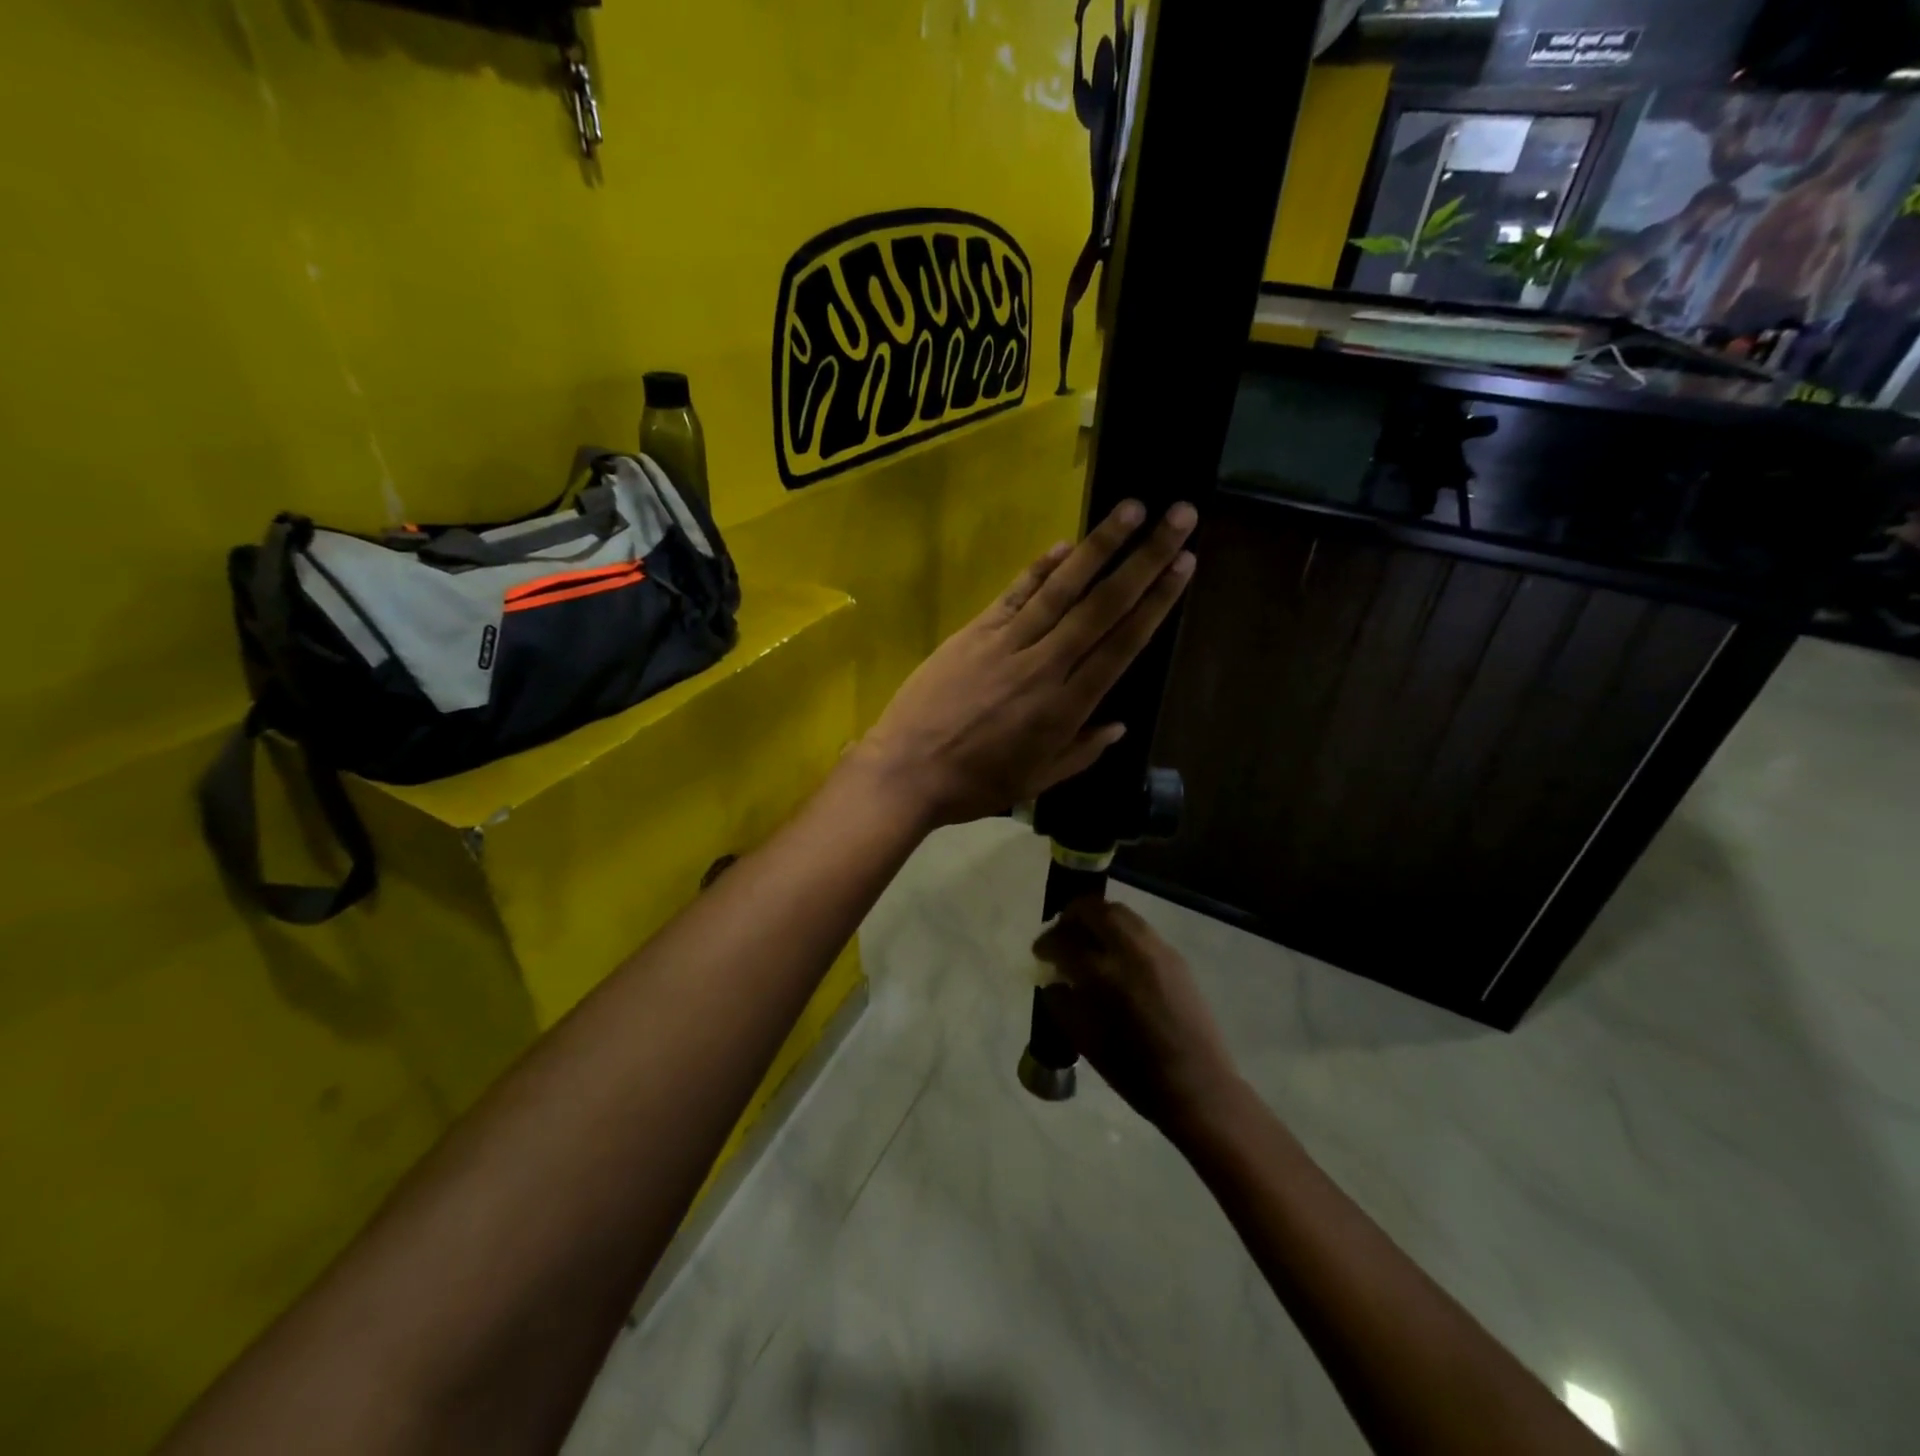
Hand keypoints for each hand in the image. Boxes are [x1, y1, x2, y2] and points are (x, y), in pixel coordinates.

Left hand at [852, 499, 1196, 828]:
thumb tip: (1118, 725)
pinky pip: (1014, 594)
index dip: (1156, 603)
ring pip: (1062, 589)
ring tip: (1132, 509)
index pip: (1122, 645)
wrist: (907, 770)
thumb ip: (1081, 752)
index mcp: (1067, 707)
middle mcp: (1045, 666)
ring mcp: (1007, 644)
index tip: (1184, 566)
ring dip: (1099, 547)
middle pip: (1103, 605)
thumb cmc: (975, 784)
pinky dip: (1040, 568)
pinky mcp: (974, 632)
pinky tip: (1065, 543)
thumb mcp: (1037, 781)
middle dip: (1145, 558)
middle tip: (1178, 517)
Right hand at [1033, 897, 1236, 1134]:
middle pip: (1094, 910)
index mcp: (1102, 973)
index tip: (1040, 953)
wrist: (1195, 1085)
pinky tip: (1116, 954)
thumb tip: (1054, 981)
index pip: (1063, 941)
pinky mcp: (1175, 957)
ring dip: (1098, 918)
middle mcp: (1129, 950)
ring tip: (1088, 937)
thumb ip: (1061, 1002)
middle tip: (1062, 932)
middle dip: (1072, 915)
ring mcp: (1156, 949)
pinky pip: (1140, 929)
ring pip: (1121, 913)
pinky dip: (1120, 931)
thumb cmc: (1133, 1071)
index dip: (1046, 943)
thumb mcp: (1083, 1040)